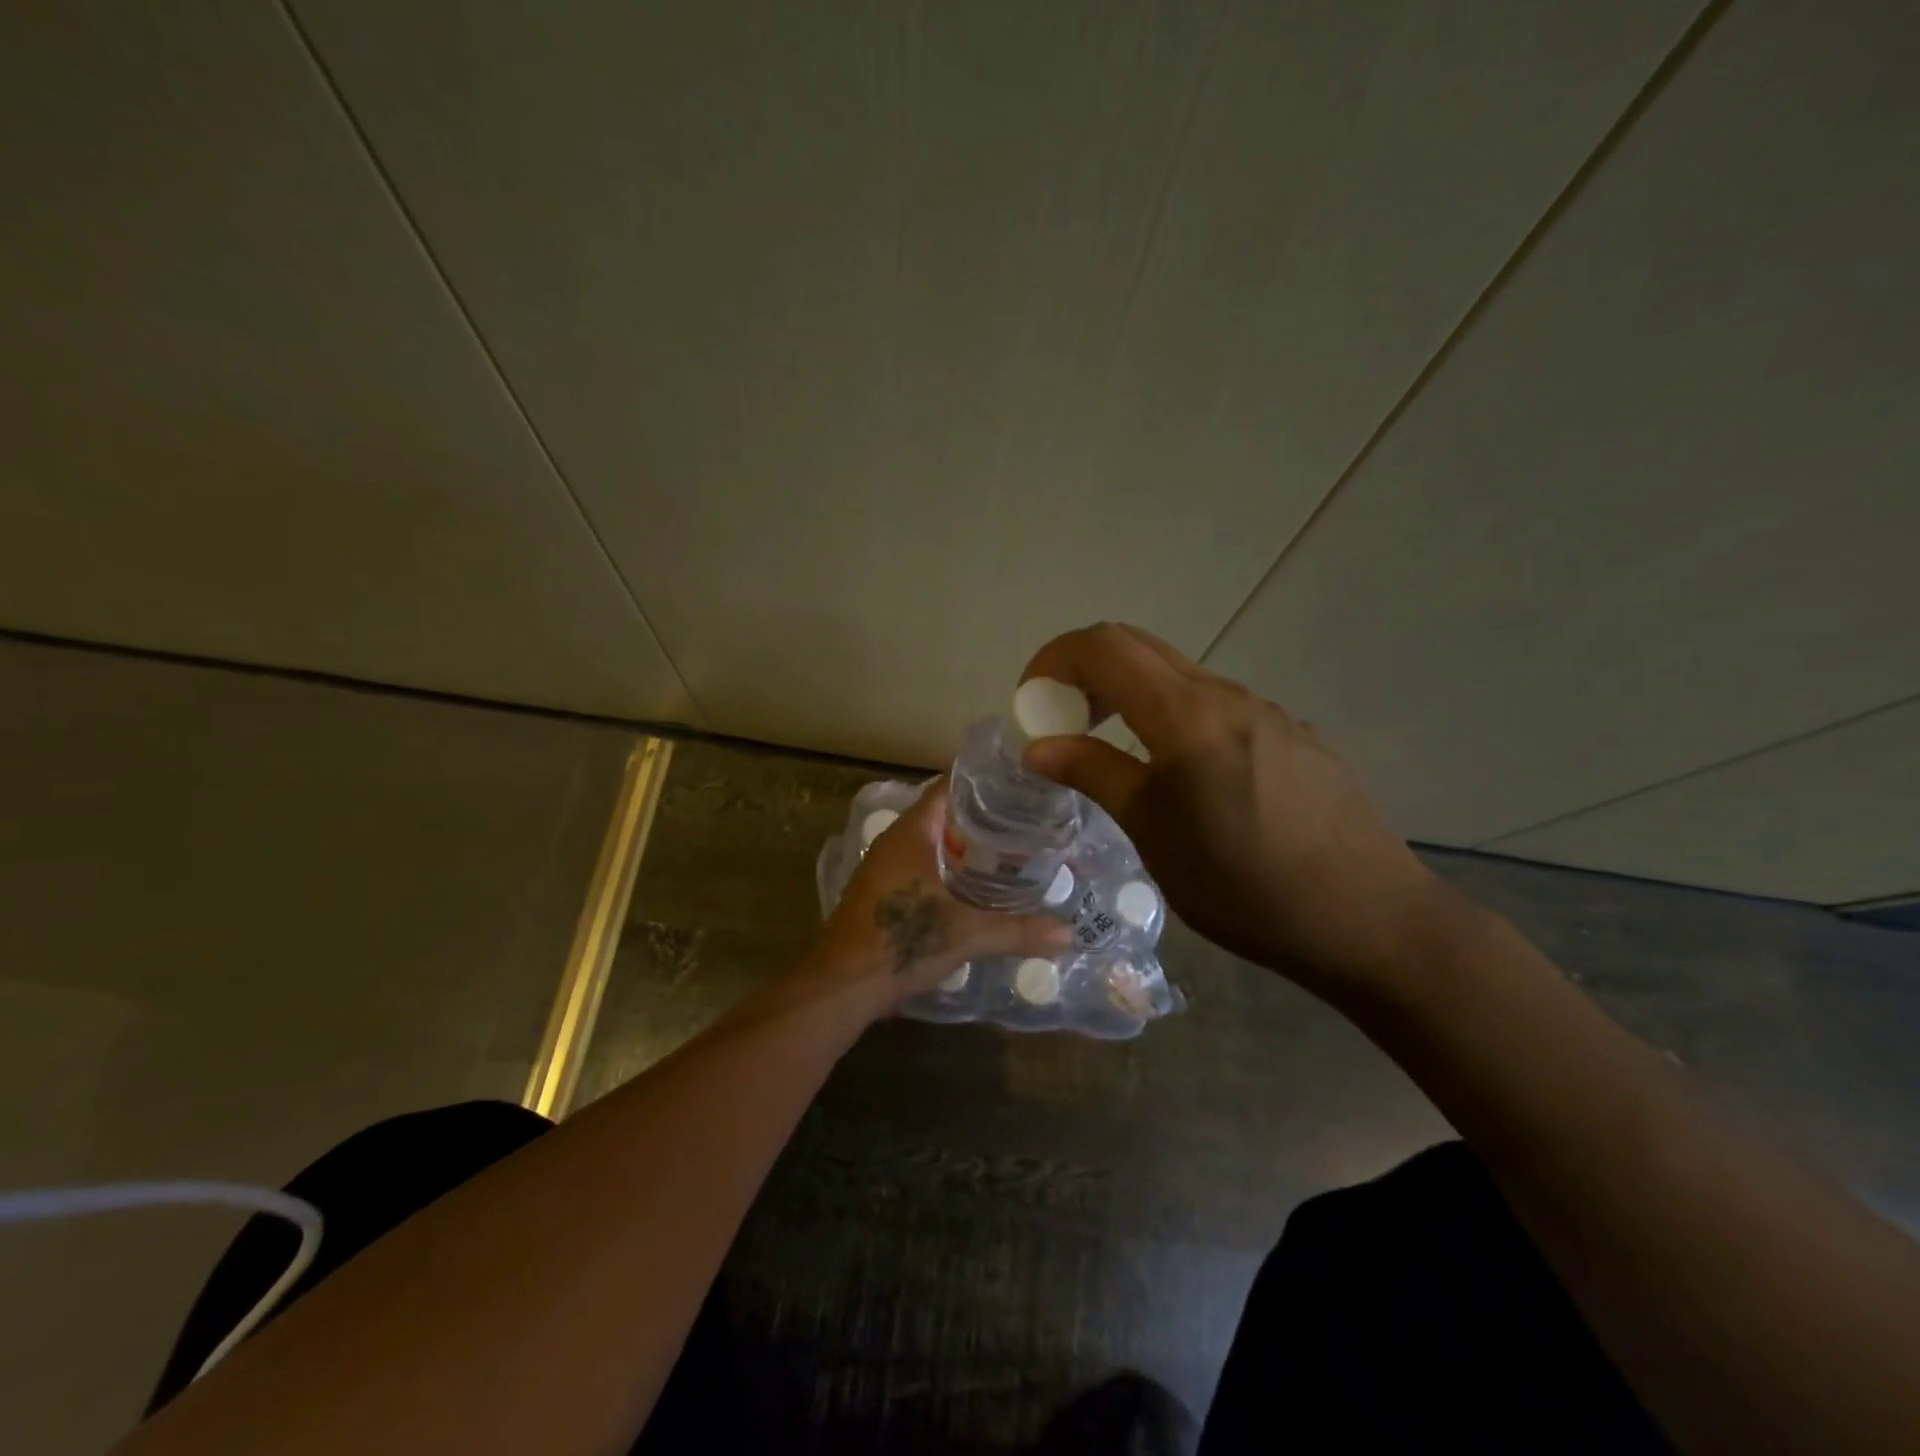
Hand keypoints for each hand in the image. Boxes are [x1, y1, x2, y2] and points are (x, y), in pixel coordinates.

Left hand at [811, 780, 1070, 1017]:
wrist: (842, 986)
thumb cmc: (902, 942)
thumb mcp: (967, 934)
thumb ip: (1018, 930)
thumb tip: (1067, 933)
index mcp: (912, 832)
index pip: (948, 788)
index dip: (982, 785)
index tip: (1019, 786)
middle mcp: (894, 842)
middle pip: (942, 815)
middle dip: (981, 819)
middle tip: (1025, 823)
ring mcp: (883, 868)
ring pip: (930, 843)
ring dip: (963, 847)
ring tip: (1008, 853)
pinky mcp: (880, 893)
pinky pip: (919, 866)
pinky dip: (946, 868)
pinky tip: (973, 887)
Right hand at [1019, 623, 1440, 991]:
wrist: (1371, 920)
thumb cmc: (1246, 887)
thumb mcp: (1154, 833)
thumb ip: (1094, 774)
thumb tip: (1038, 746)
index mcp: (1187, 715)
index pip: (1104, 647)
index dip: (1055, 660)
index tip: (1032, 703)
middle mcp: (1228, 695)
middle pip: (1139, 647)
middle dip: (1086, 672)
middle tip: (1063, 721)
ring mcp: (1268, 711)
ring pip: (1179, 676)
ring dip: (1131, 694)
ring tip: (1115, 749)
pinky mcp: (1294, 735)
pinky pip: (1217, 705)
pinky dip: (1173, 716)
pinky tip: (1184, 776)